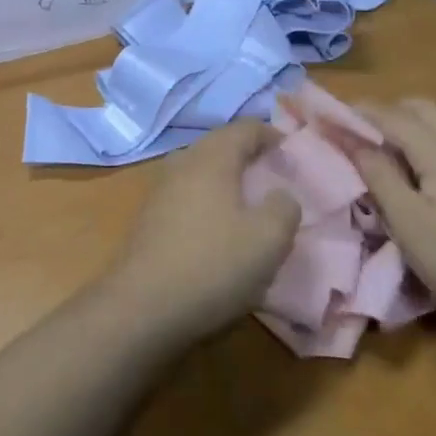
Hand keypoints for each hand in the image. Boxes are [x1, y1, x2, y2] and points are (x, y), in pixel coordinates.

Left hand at [106, 121, 300, 341]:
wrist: (143, 306)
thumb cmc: (213, 265)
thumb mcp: (268, 239)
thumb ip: (284, 208)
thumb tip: (280, 195)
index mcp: (211, 158)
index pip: (244, 129)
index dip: (270, 134)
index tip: (291, 150)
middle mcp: (182, 164)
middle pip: (219, 145)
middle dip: (247, 154)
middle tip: (273, 173)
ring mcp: (160, 190)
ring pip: (200, 170)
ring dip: (225, 178)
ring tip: (249, 200)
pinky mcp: (150, 218)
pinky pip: (186, 195)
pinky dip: (208, 200)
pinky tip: (218, 227)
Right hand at [354, 99, 435, 356]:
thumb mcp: (410, 226)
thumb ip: (378, 175)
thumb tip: (349, 137)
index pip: (389, 115)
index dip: (355, 112)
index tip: (325, 116)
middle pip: (424, 109)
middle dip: (387, 114)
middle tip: (360, 137)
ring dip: (422, 126)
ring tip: (402, 154)